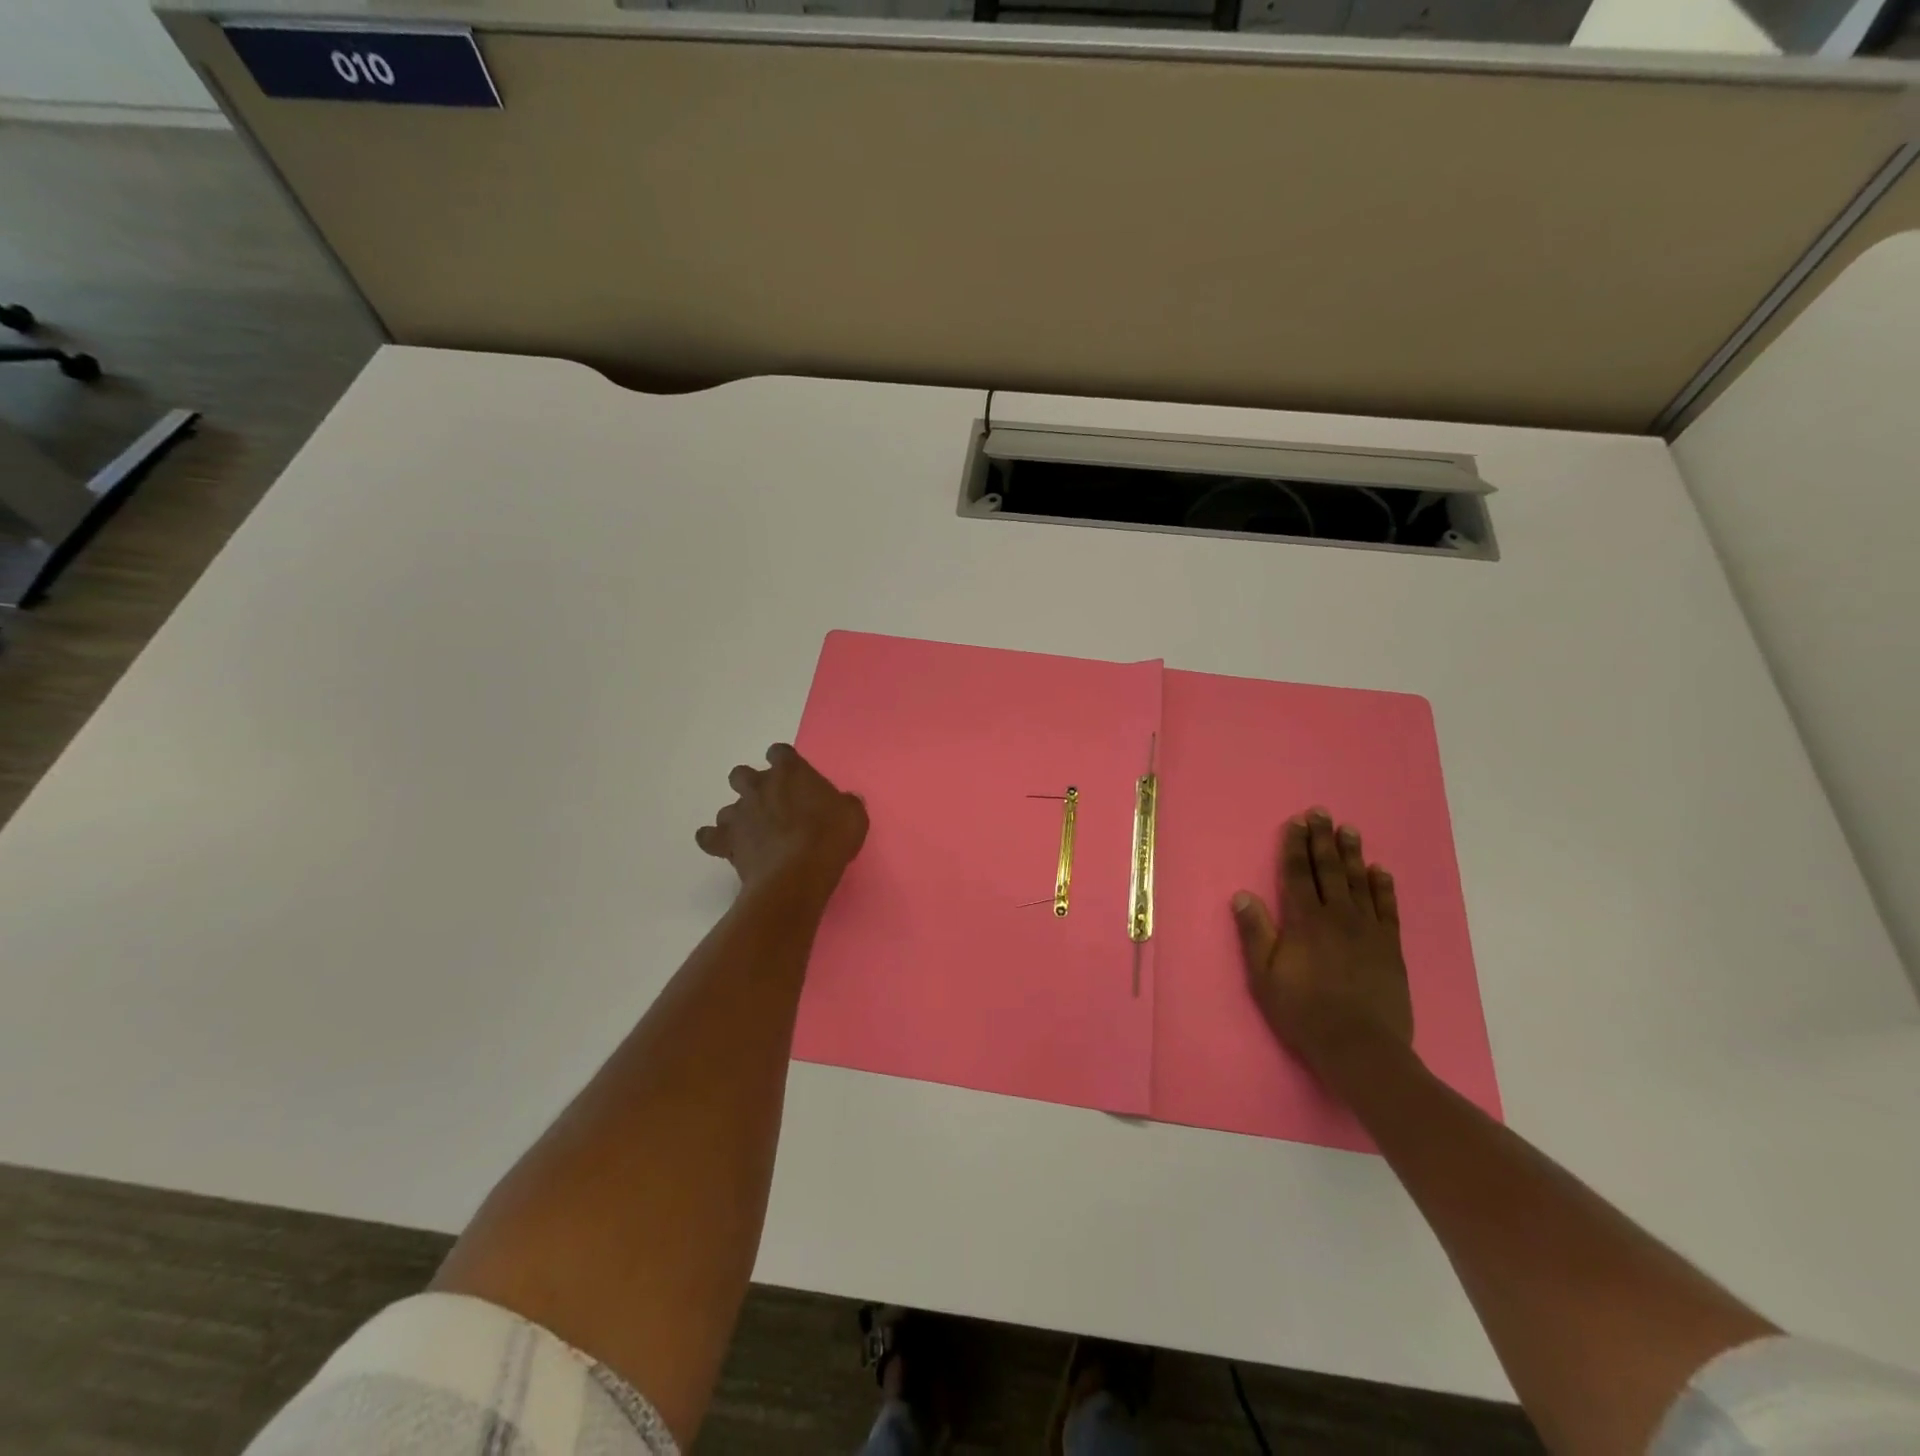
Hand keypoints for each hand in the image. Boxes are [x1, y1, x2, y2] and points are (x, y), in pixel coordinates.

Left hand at [695, 743, 868, 894]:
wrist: (798, 873)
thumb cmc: (830, 838)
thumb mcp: (853, 816)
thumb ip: (845, 803)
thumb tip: (845, 802)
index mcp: (791, 772)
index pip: (780, 753)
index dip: (784, 762)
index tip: (792, 775)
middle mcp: (759, 786)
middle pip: (742, 774)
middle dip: (751, 785)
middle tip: (769, 804)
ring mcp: (739, 813)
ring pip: (728, 808)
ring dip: (739, 817)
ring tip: (754, 834)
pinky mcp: (726, 841)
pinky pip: (709, 837)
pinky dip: (715, 840)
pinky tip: (724, 847)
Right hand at [1232, 809, 1413, 1080]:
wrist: (1361, 1049)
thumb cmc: (1304, 1013)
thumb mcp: (1265, 977)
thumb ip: (1256, 934)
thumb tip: (1242, 895)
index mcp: (1305, 922)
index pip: (1298, 875)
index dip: (1295, 847)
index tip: (1296, 823)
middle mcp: (1338, 917)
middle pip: (1328, 870)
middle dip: (1322, 839)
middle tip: (1322, 813)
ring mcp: (1368, 930)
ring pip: (1359, 882)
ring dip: (1352, 854)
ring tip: (1349, 829)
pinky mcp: (1390, 947)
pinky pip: (1387, 908)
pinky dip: (1383, 887)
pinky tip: (1380, 870)